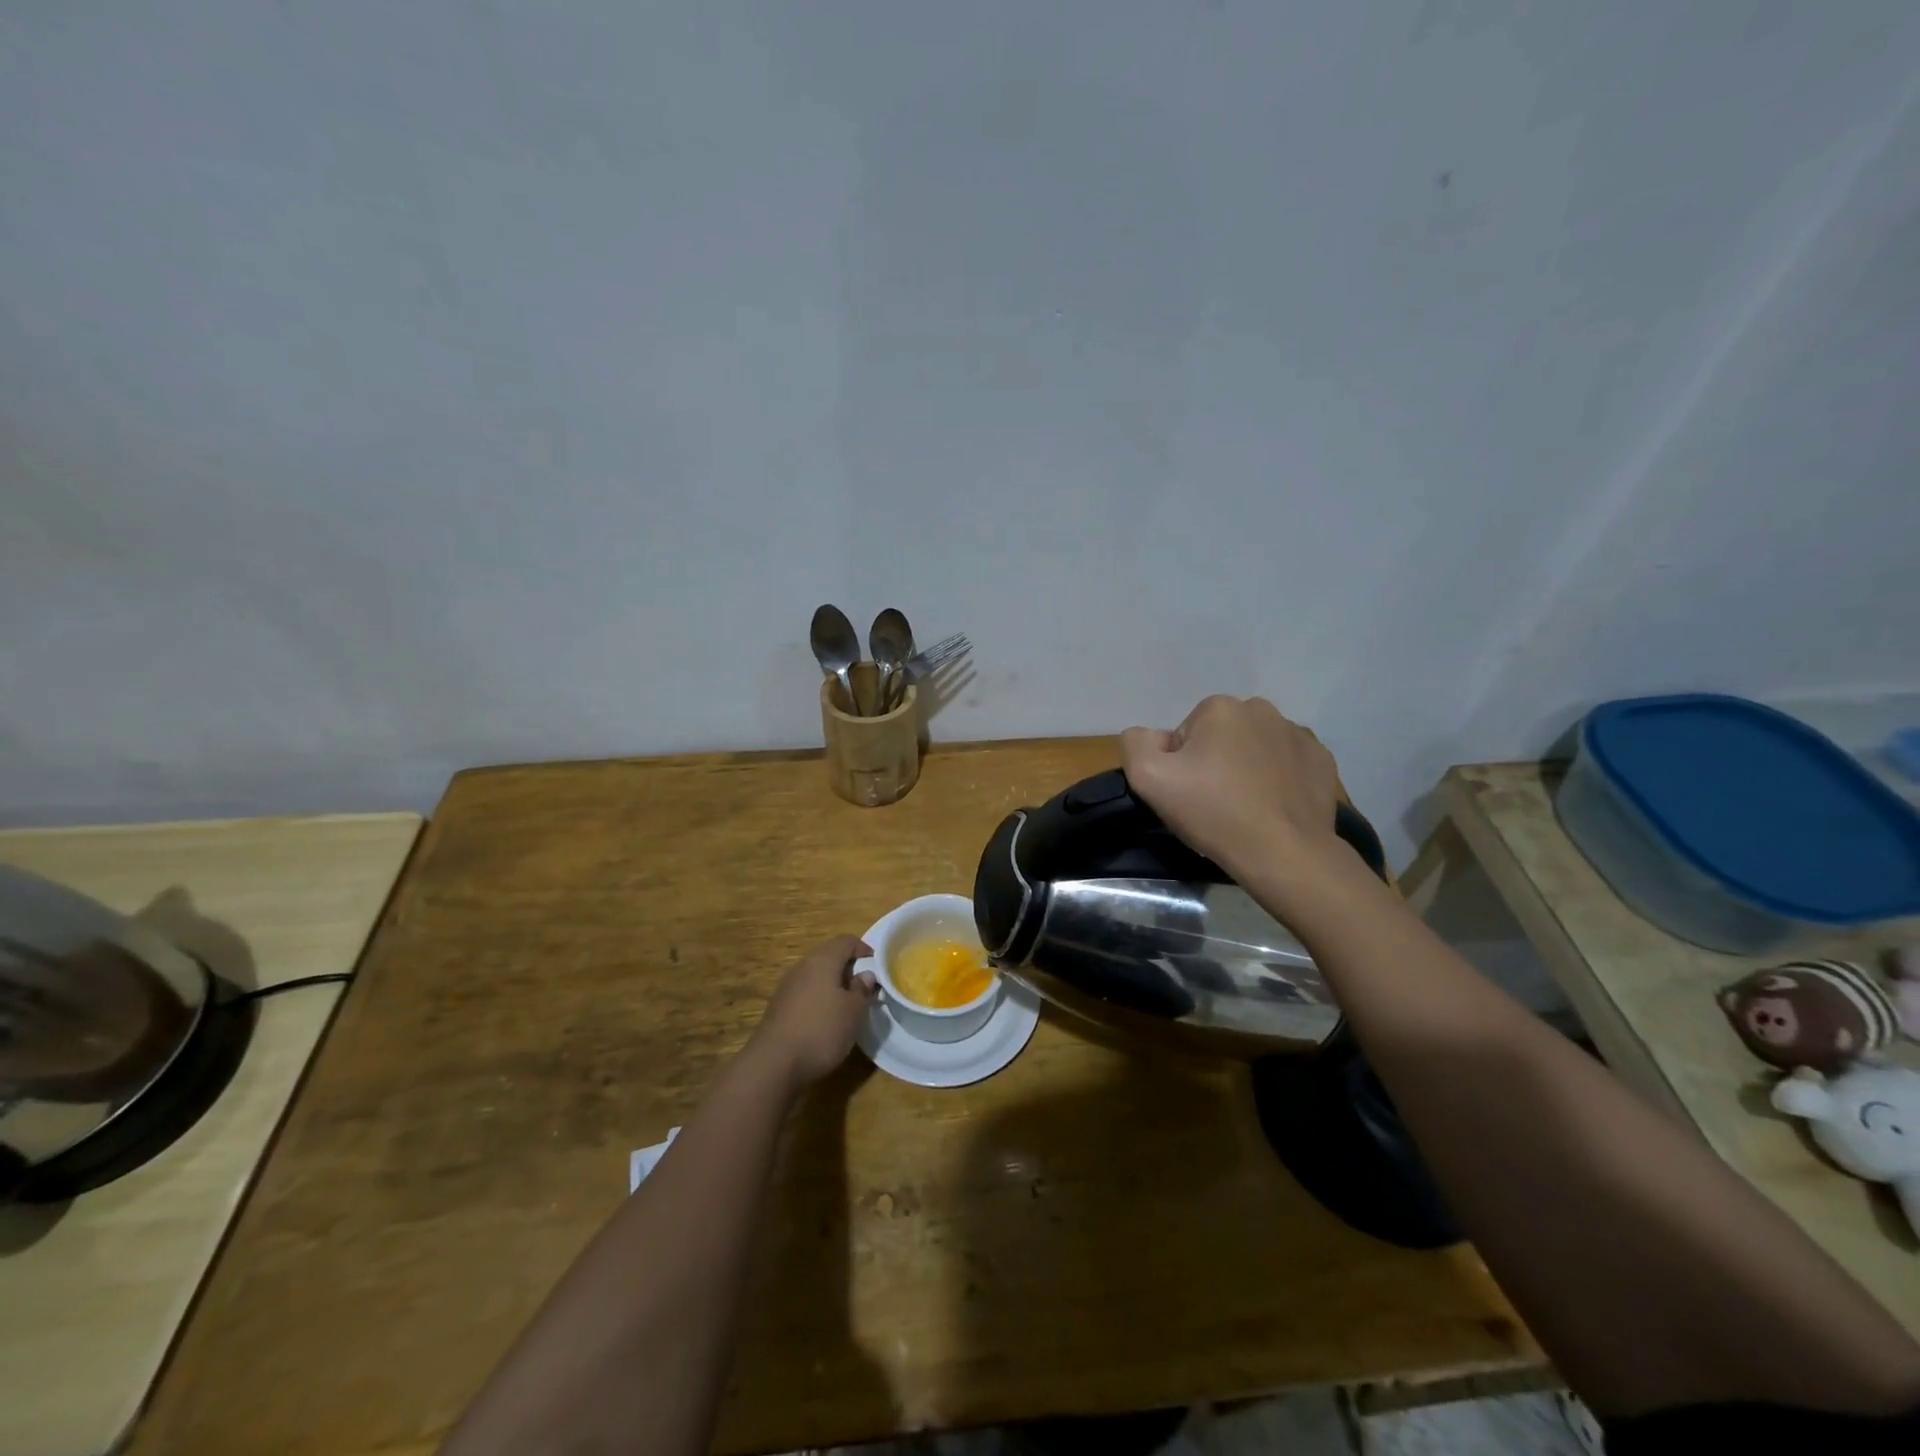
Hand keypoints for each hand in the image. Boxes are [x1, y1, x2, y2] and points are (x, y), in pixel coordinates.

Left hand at [746, 935, 876, 1090]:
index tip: (876, 964)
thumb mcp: (854, 1011)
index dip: (863, 949)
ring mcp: (787, 987)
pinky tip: (825, 1021)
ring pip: (815, 976)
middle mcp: (802, 967)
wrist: (774, 1064)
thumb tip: (865, 975)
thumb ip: (862, 990)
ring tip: (848, 1006)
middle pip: (828, 957)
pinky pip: (805, 994)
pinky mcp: (778, 1008)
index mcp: (822, 960)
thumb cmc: (822, 1030)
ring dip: (833, 986)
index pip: (845, 941)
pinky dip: (819, 1000)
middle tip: (864, 987)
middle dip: (848, 968)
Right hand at [1120, 695, 1343, 880]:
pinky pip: (1287, 764)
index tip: (1188, 794)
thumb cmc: (1213, 812)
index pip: (1185, 735)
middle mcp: (1262, 710)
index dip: (1180, 766)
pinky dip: (1277, 780)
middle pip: (1221, 738)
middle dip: (1214, 763)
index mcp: (1220, 708)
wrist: (1284, 853)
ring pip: (1254, 749)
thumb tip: (1153, 737)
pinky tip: (1272, 808)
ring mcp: (1298, 734)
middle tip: (1214, 803)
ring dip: (1246, 770)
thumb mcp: (1148, 778)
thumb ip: (1136, 743)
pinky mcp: (1321, 761)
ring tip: (1245, 809)